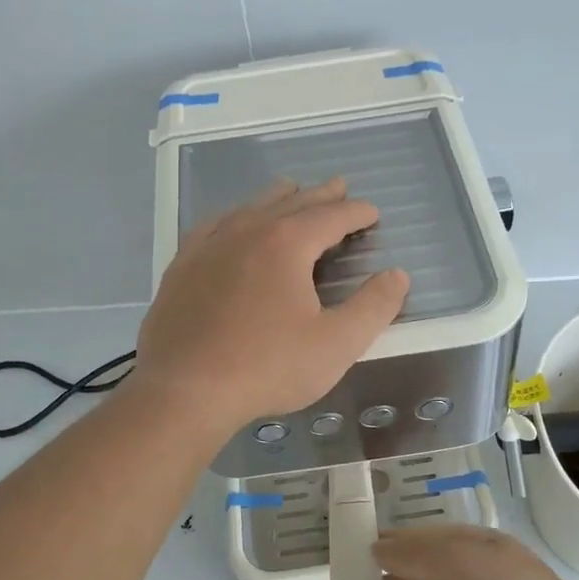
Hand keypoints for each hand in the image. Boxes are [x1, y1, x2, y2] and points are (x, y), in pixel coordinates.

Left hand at [135, 177, 410, 434]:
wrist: (184, 391)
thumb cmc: (267, 368)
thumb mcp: (336, 345)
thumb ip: (373, 307)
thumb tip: (397, 275)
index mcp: (286, 244)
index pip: (331, 216)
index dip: (356, 212)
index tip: (372, 212)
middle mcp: (246, 231)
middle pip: (291, 203)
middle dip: (320, 196)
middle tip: (338, 188)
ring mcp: (208, 245)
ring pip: (249, 208)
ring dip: (278, 199)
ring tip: (291, 192)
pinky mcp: (181, 266)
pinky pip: (214, 225)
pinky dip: (235, 217)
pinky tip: (232, 223)